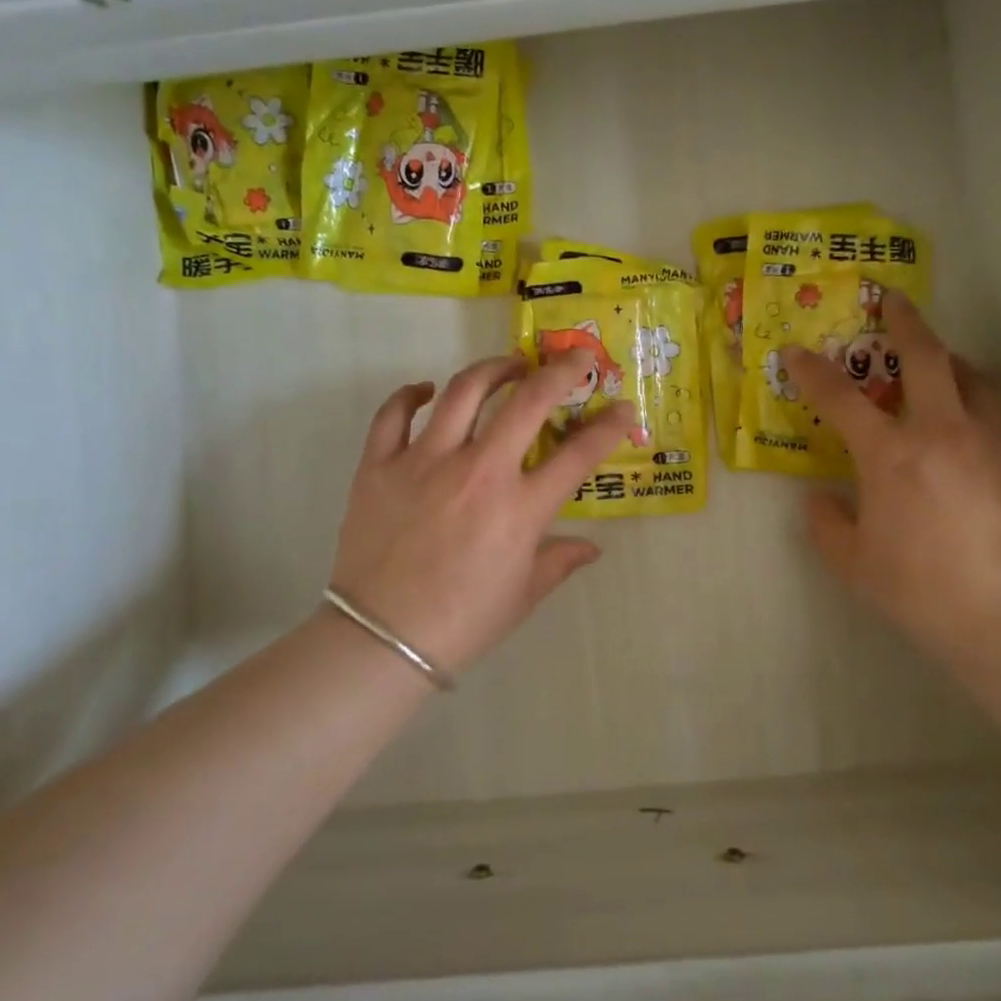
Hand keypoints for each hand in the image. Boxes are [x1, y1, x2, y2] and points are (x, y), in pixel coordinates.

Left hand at [329, 353, 637, 674]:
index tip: (622, 410)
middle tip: (573, 360)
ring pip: (463, 391)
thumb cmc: (462, 622)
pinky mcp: (379, 465)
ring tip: (509, 366)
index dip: (609, 426)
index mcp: (520, 509)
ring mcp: (424, 462)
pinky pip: (394, 414)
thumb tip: (592, 548)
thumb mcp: (523, 595)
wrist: (380, 640)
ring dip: (493, 369)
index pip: (578, 454)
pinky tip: (426, 390)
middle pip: (527, 401)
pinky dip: (412, 394)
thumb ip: (559, 561)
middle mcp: (477, 472)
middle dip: (559, 372)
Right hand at [784, 291, 1000, 664]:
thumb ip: (827, 525)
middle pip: (926, 357)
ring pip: (974, 379)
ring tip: (940, 363)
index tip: (796, 353)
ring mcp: (994, 443)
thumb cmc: (923, 591)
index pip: (841, 398)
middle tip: (894, 302)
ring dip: (950, 360)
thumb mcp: (854, 565)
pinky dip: (978, 407)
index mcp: (891, 455)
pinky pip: (999, 418)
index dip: (813, 371)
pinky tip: (973, 432)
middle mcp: (943, 432)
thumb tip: (821, 500)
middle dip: (905, 323)